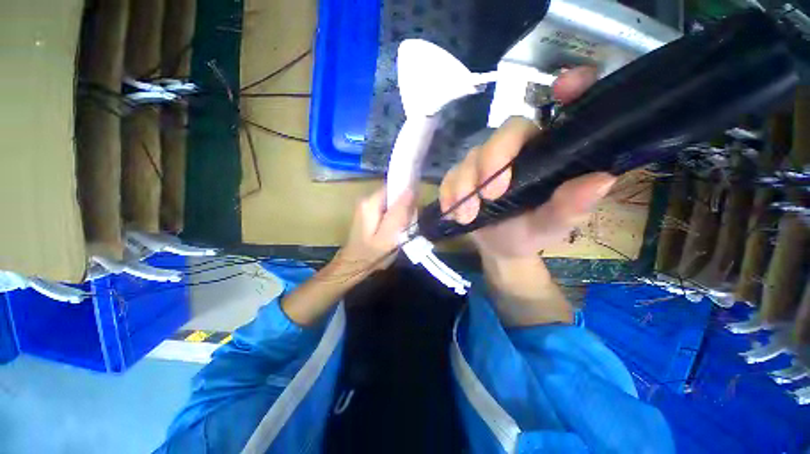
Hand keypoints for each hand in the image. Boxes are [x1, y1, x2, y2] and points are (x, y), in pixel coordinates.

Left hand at [335, 187, 415, 276]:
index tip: (414, 211)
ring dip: (402, 216)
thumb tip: (411, 189)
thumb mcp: (388, 236)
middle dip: (405, 209)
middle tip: (407, 227)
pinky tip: (397, 232)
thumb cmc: (371, 254)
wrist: (354, 266)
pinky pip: (390, 211)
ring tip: (402, 232)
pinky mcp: (371, 214)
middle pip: (395, 195)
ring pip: (394, 204)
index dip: (408, 195)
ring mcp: (369, 207)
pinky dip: (397, 220)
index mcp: (371, 202)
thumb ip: (399, 213)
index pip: (395, 187)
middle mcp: (368, 200)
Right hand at [439, 67, 615, 258]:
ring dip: (465, 186)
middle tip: (490, 196)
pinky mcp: (462, 175)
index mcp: (549, 153)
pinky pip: (450, 176)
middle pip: (505, 132)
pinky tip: (454, 212)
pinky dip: (449, 193)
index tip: (566, 87)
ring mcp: (486, 161)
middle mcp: (518, 149)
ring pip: (471, 156)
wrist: (500, 246)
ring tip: (467, 215)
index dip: (570, 88)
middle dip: (493, 162)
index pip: (563, 109)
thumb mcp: (552, 225)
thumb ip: (571, 207)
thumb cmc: (531, 232)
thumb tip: (601, 180)